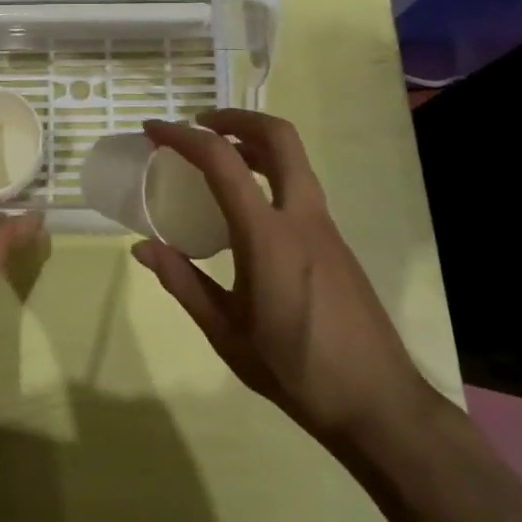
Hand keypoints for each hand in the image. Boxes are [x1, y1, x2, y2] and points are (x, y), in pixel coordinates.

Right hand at [134, 110, 435, 448]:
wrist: (378, 403)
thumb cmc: (295, 371)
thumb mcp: (227, 334)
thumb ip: (183, 284)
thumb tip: (142, 248)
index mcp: (267, 236)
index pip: (221, 161)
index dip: (183, 137)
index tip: (154, 130)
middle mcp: (301, 217)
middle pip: (278, 136)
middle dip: (236, 117)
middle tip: (200, 124)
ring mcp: (325, 226)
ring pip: (294, 159)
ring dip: (255, 142)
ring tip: (219, 157)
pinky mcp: (336, 241)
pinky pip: (300, 186)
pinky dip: (270, 172)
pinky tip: (247, 206)